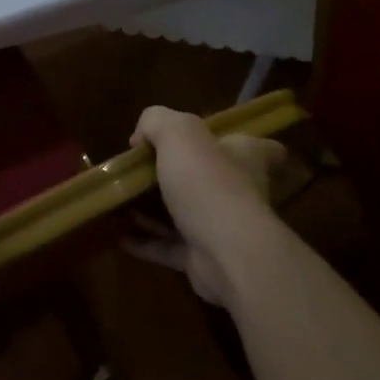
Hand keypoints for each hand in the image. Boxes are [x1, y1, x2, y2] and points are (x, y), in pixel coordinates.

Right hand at [124, 106, 285, 307]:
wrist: (226, 253)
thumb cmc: (208, 183)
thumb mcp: (178, 133)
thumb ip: (156, 122)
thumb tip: (141, 137)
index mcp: (244, 156)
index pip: (260, 147)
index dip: (236, 141)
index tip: (206, 140)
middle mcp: (239, 190)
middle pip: (211, 178)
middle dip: (175, 176)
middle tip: (139, 171)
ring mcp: (221, 227)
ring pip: (184, 214)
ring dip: (152, 211)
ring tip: (121, 203)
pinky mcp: (203, 257)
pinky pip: (169, 247)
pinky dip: (145, 242)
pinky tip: (119, 236)